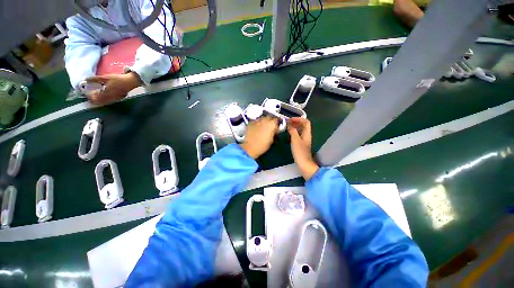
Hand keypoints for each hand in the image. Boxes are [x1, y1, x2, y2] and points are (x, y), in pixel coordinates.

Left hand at [85, 72, 142, 104]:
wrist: (130, 82)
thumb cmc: (118, 79)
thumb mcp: (105, 77)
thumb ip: (95, 79)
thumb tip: (85, 80)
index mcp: (106, 93)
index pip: (94, 98)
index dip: (89, 96)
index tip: (85, 93)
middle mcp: (110, 98)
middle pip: (99, 102)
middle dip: (93, 99)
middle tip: (89, 95)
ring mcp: (114, 99)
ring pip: (103, 102)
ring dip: (98, 100)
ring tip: (95, 95)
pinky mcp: (118, 99)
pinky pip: (109, 101)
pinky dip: (104, 100)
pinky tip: (103, 96)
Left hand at [240, 116, 277, 158]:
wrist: (249, 148)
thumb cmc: (262, 146)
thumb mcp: (271, 140)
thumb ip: (273, 133)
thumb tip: (274, 131)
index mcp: (271, 124)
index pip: (277, 120)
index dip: (277, 124)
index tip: (276, 129)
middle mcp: (264, 120)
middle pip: (269, 117)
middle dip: (270, 122)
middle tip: (269, 128)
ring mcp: (256, 120)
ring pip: (262, 119)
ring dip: (263, 122)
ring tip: (262, 128)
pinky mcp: (250, 123)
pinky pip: (255, 121)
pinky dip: (257, 124)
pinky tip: (256, 129)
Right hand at [288, 117, 318, 180]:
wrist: (303, 163)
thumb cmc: (300, 151)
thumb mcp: (295, 139)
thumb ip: (293, 131)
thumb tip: (290, 124)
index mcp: (307, 133)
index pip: (306, 122)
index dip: (299, 119)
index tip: (290, 119)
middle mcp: (306, 135)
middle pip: (303, 125)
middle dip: (296, 122)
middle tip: (288, 122)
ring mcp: (304, 140)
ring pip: (300, 130)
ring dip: (295, 127)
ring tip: (287, 127)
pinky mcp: (301, 144)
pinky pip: (298, 135)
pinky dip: (294, 132)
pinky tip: (289, 134)